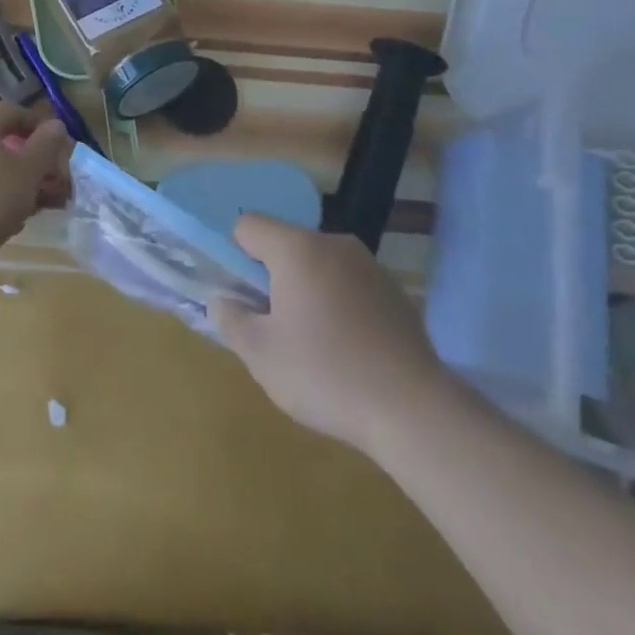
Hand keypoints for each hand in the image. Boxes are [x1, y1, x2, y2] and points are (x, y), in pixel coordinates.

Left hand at [0, 103, 72, 287]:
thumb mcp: (27, 173)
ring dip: (9, 185)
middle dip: (25, 161)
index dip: (35, 122)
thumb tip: (56, 124)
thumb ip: (45, 147)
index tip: (55, 141)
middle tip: (46, 182)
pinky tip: (2, 225)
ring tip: (30, 209)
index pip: (9, 111)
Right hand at [211, 215, 445, 454]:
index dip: (235, 255)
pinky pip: (350, 285)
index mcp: (297, 249)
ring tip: (313, 343)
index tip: (243, 296)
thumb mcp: (261, 355)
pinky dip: (340, 304)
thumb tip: (221, 299)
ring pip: (320, 264)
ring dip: (307, 290)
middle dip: (273, 277)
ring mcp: (369, 265)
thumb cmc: (325, 375)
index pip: (248, 225)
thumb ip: (231, 319)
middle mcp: (334, 243)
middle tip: (274, 326)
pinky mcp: (395, 291)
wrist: (413, 408)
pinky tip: (349, 350)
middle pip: (286, 244)